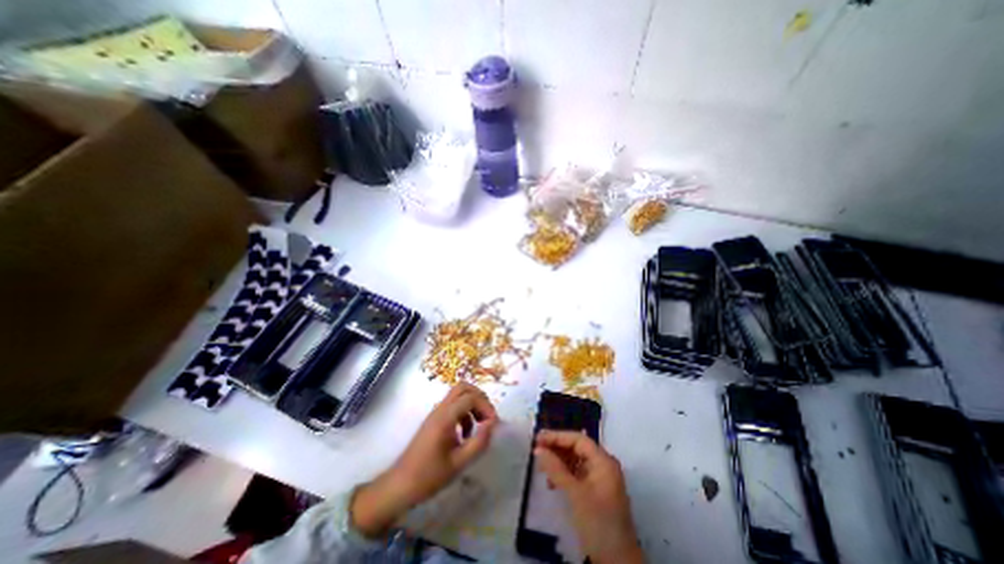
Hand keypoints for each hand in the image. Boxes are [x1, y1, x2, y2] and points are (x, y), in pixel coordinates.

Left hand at [349, 383, 496, 537]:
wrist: (399, 486)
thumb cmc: (429, 476)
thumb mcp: (458, 463)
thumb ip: (479, 442)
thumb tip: (493, 424)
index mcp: (445, 417)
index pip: (471, 397)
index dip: (486, 406)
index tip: (494, 424)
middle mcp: (440, 409)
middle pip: (463, 387)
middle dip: (480, 398)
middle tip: (487, 417)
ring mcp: (436, 413)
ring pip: (459, 395)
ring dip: (473, 405)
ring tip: (479, 427)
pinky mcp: (435, 420)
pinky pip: (453, 405)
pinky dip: (465, 413)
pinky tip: (466, 433)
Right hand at [534, 430, 643, 560]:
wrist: (618, 563)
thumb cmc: (598, 523)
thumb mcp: (575, 494)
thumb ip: (556, 469)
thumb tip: (538, 449)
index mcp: (604, 461)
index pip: (578, 439)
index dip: (557, 437)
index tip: (538, 439)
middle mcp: (603, 465)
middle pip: (577, 448)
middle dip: (557, 448)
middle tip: (537, 450)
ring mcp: (600, 479)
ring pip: (576, 461)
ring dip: (559, 462)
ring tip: (542, 467)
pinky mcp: (596, 492)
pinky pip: (577, 474)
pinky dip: (564, 475)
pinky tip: (552, 483)